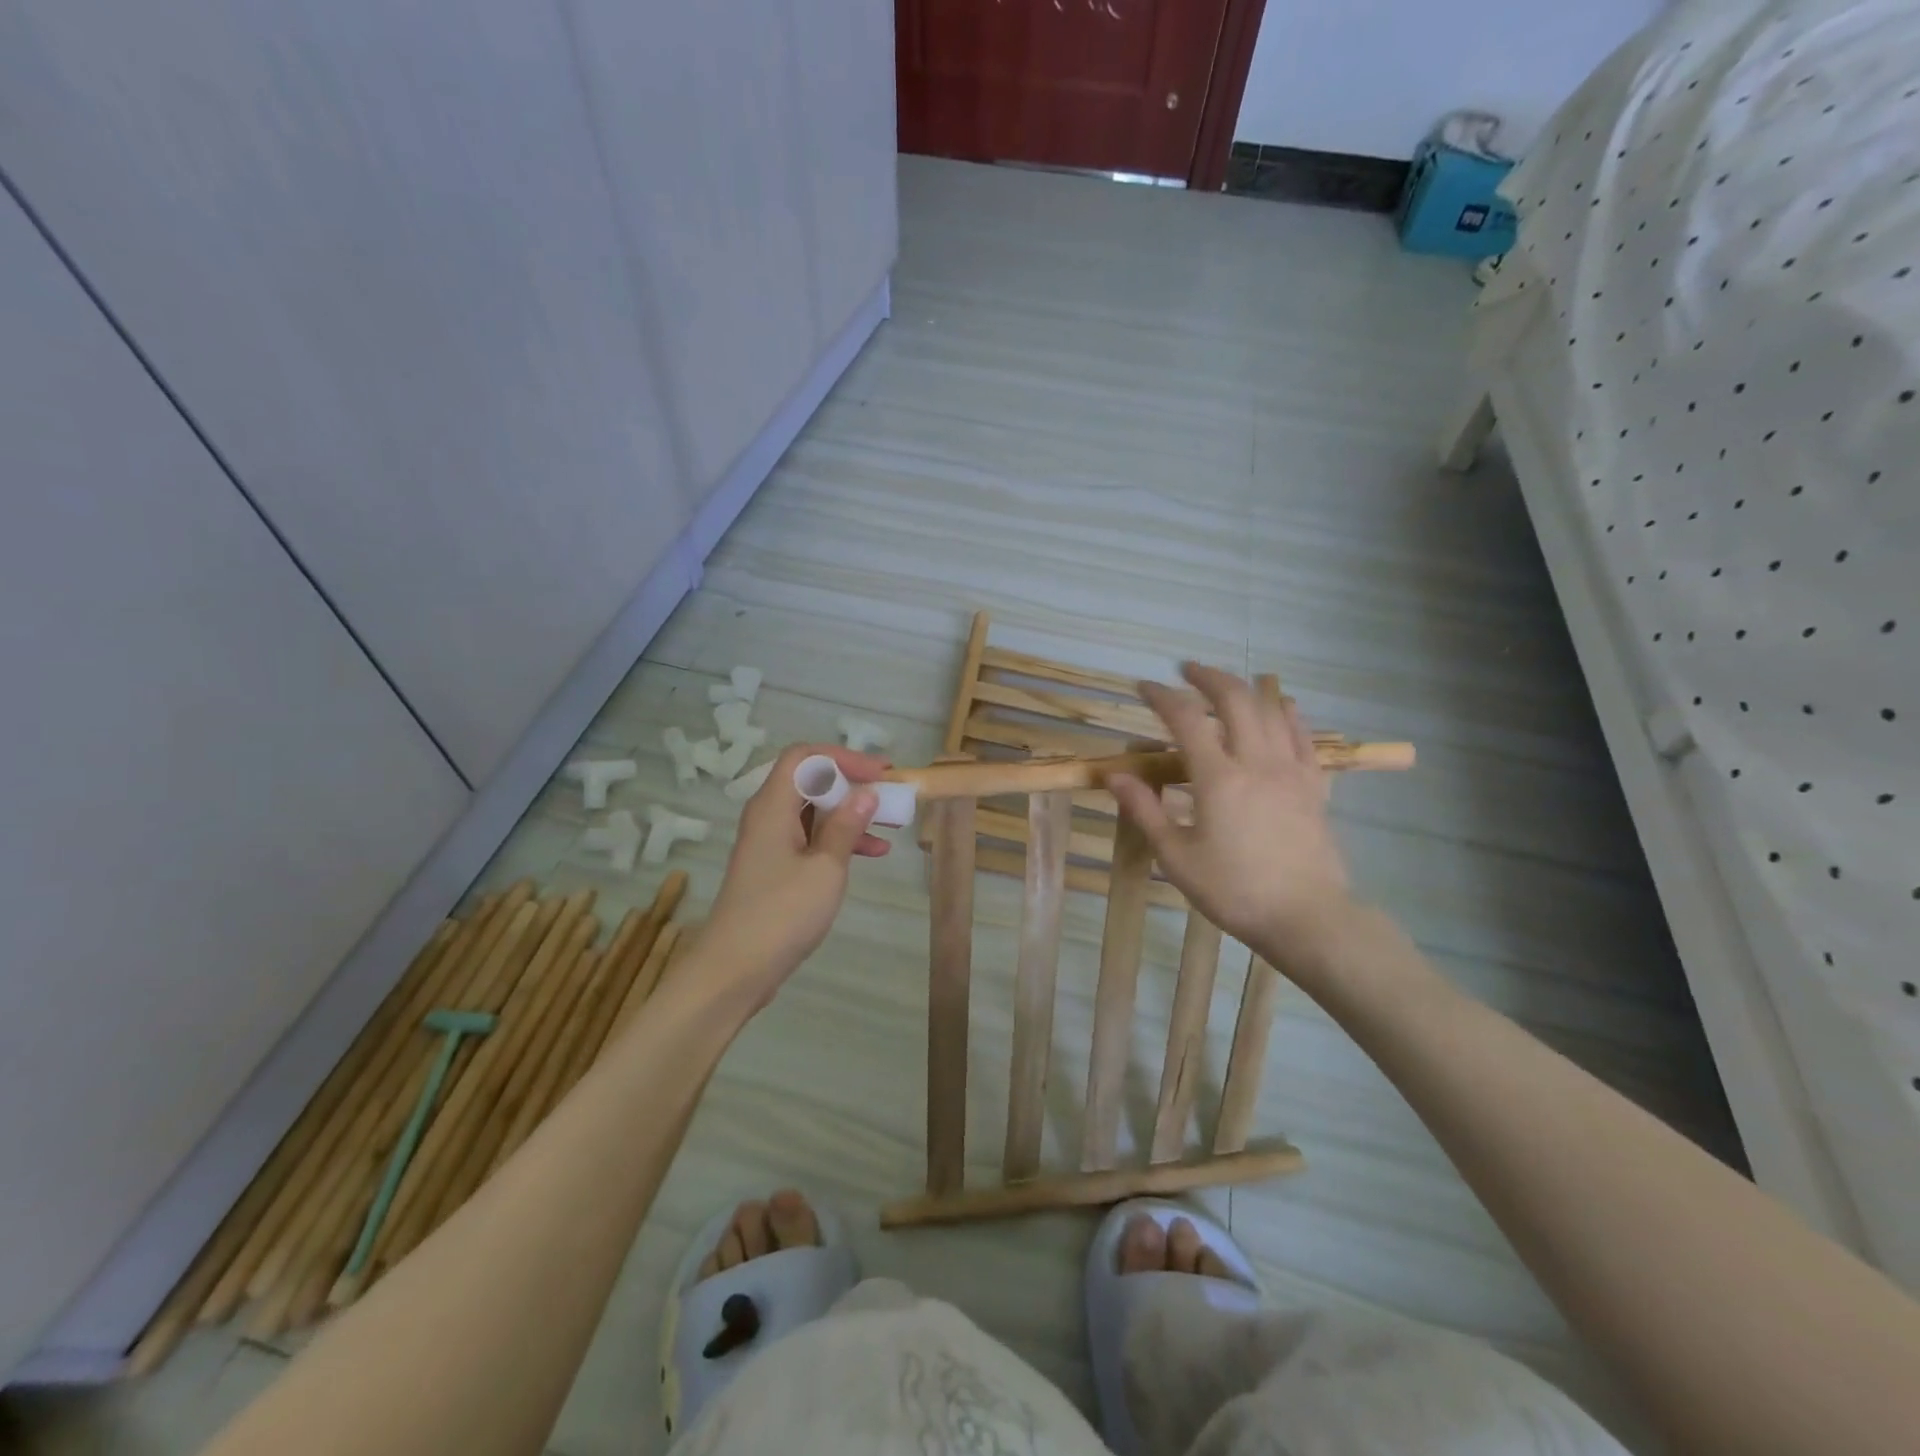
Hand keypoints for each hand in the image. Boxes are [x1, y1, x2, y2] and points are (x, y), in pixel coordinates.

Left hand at [693, 744, 890, 1006]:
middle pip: (810, 781)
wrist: (734, 970)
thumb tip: (866, 793)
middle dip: (852, 784)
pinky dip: (839, 840)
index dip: (843, 757)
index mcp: (773, 806)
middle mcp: (768, 816)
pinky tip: (873, 854)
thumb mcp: (825, 867)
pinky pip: (810, 839)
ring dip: (850, 814)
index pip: (805, 757)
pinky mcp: (775, 868)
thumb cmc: (781, 913)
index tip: (879, 773)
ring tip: (890, 824)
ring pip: (814, 812)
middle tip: (889, 794)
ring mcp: (770, 843)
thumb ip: (845, 826)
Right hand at [1107, 663, 1351, 963]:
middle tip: (1186, 670)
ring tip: (1226, 684)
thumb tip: (1114, 776)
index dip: (1161, 696)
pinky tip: (1279, 706)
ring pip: (1271, 710)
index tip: (1143, 687)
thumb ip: (1145, 812)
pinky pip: (1303, 735)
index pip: (1185, 719)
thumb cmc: (1235, 891)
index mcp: (1218, 778)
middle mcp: (1257, 762)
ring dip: (1245, 688)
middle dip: (1208, 677)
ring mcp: (1291, 770)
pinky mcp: (1314, 785)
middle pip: (1235, 699)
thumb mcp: (1177, 858)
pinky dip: (1286, 713)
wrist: (1307, 917)